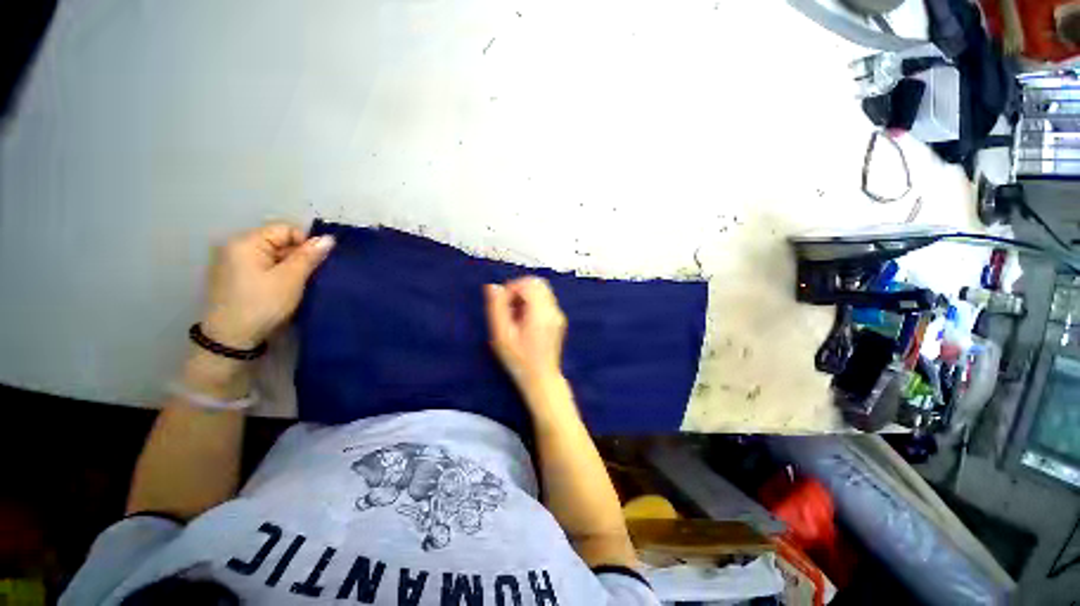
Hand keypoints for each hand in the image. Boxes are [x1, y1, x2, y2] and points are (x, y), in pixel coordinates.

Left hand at [201, 223, 334, 348]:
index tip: (317, 264)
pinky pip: (262, 266)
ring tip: (299, 284)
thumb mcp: (291, 279)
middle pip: (277, 241)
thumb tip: (329, 239)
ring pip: (272, 255)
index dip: (305, 243)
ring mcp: (232, 262)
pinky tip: (284, 289)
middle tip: (310, 276)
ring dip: (289, 266)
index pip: (285, 229)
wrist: (230, 339)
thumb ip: (309, 256)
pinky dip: (277, 274)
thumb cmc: (262, 304)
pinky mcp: (233, 277)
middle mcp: (235, 247)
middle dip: (297, 256)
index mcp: (246, 242)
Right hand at [485, 276, 567, 391]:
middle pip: (537, 284)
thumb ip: (496, 308)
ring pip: (542, 291)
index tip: (503, 305)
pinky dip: (533, 303)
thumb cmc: (519, 360)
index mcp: (540, 313)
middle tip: (508, 308)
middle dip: (519, 289)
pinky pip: (545, 300)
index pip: (528, 284)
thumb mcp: (501, 336)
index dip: (512, 288)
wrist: (542, 379)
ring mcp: (558, 314)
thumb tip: (493, 287)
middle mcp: (553, 310)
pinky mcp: (559, 320)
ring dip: (526, 296)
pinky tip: (525, 321)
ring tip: (515, 316)